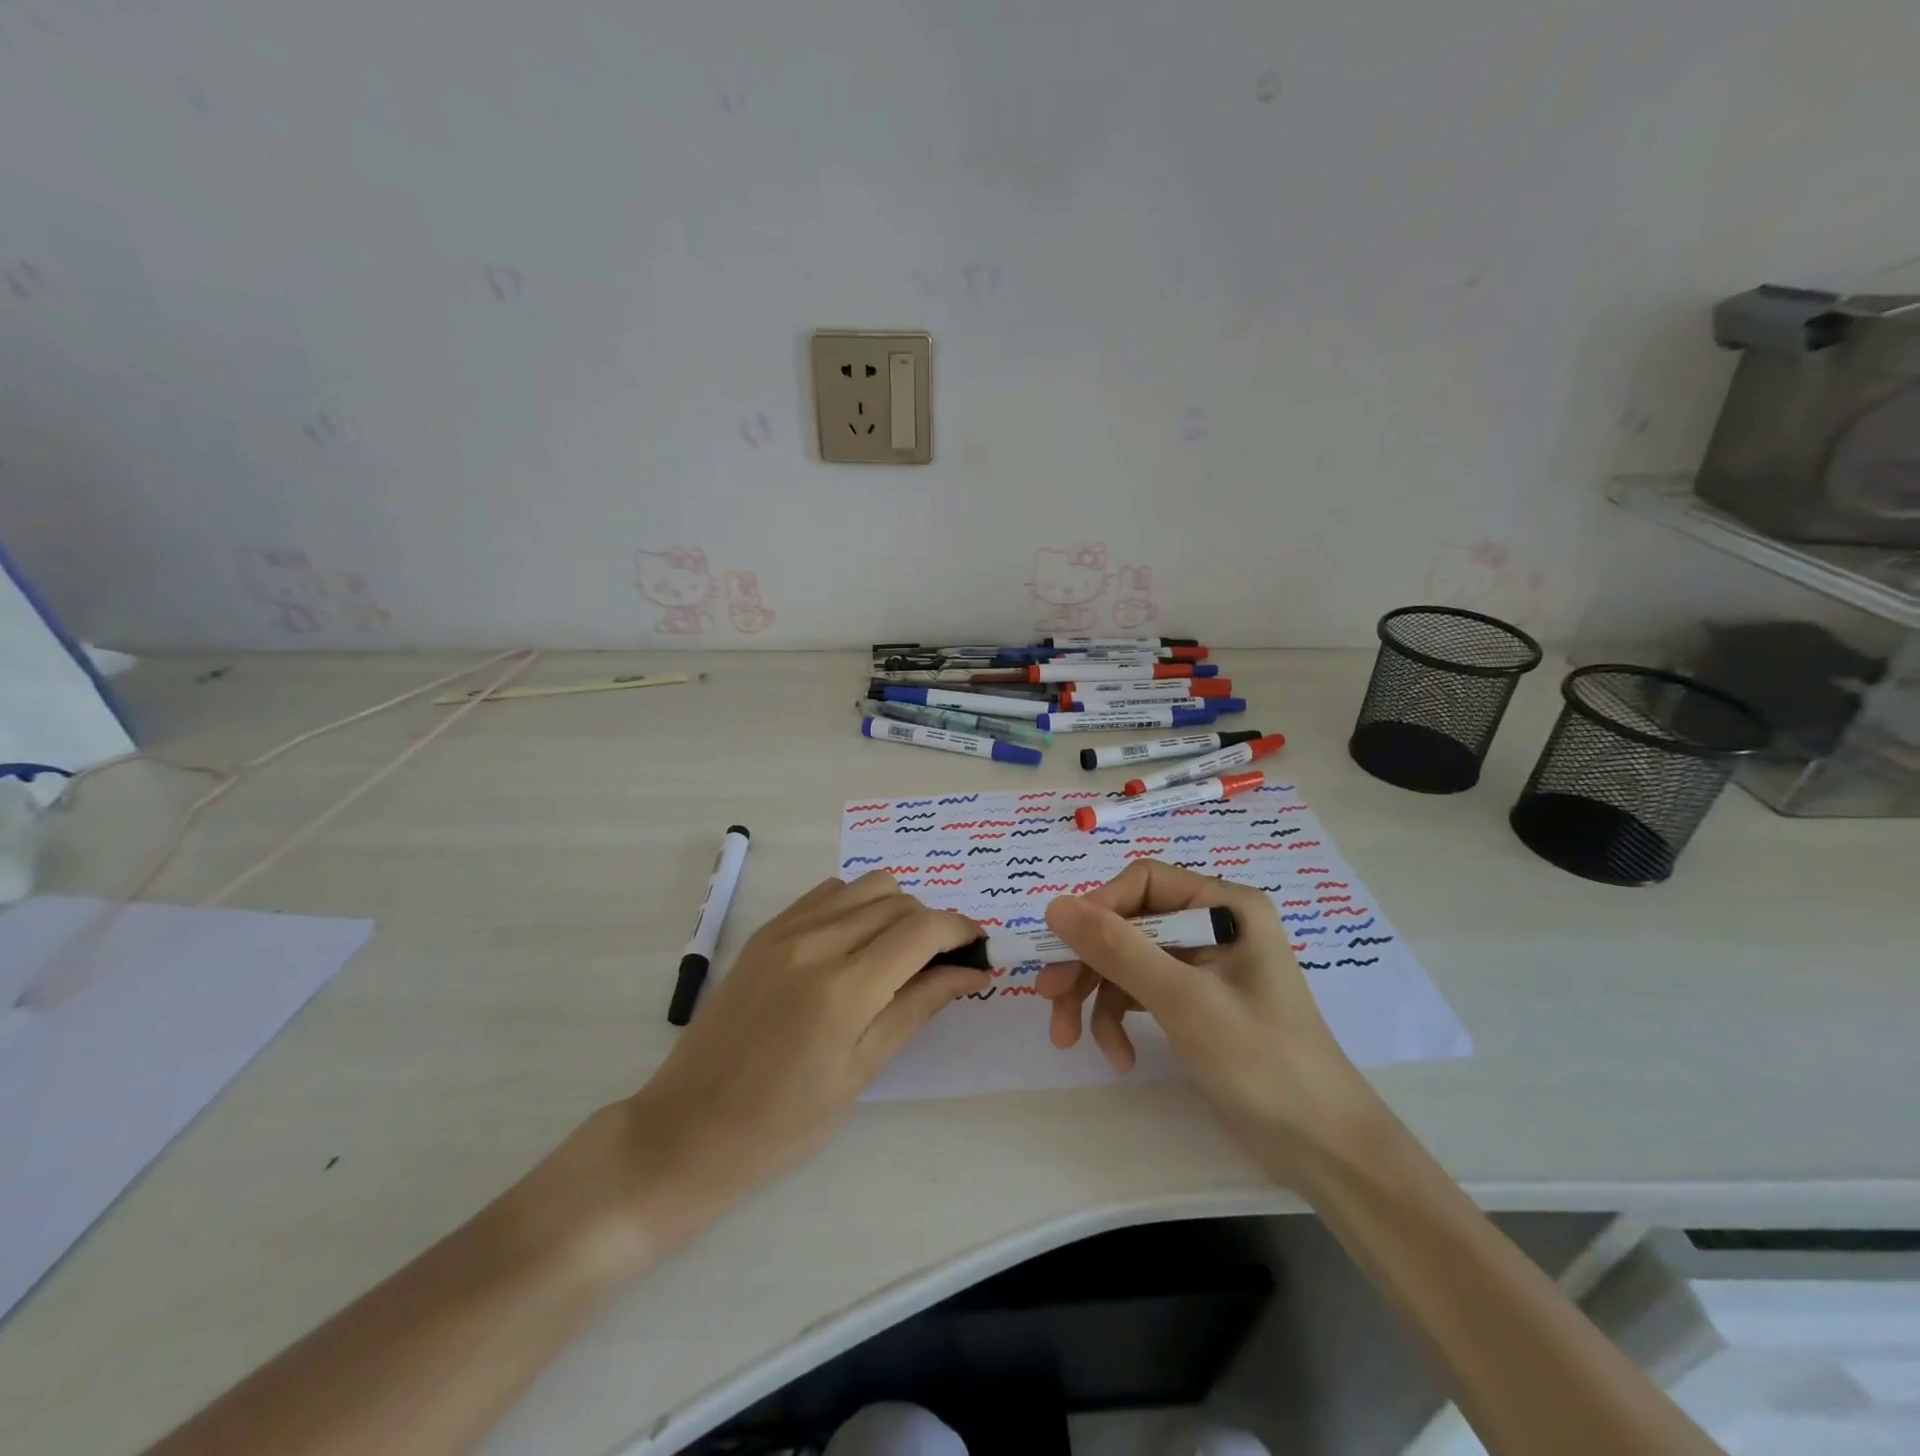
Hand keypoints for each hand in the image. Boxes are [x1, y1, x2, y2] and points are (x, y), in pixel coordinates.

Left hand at [576, 873, 985, 1257]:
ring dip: (895, 910)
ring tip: (897, 955)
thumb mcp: (861, 1072)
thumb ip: (917, 1007)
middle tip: (940, 965)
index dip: (961, 929)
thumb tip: (970, 971)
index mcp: (844, 989)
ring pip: (866, 886)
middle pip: (899, 900)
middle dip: (932, 924)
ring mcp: (785, 931)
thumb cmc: (782, 1124)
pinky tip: (855, 946)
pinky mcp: (765, 931)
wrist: (686, 1129)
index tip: (979, 949)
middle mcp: (816, 943)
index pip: (923, 928)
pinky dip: (856, 906)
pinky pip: (828, 893)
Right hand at [1038, 861, 1376, 1171]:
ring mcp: (1203, 964)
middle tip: (1049, 999)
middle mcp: (1213, 924)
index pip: (1143, 882)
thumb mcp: (1182, 1000)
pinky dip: (1121, 1019)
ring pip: (1127, 960)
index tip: (1061, 949)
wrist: (1323, 1148)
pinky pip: (1141, 991)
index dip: (1097, 910)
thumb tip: (1053, 906)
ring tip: (1069, 1040)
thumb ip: (1117, 949)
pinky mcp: (1195, 1000)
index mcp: (1224, 905)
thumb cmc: (1261, 1061)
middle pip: (1129, 924)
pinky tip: (1118, 1057)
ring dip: (1097, 998)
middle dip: (1088, 964)